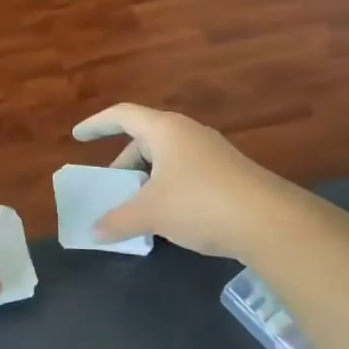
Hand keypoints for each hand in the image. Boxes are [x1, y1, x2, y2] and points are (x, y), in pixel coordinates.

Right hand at [72, 103, 282, 258]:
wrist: (271, 222)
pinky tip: (170, 216)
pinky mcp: (229, 173)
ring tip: (138, 206)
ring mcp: (212, 152)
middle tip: (111, 187)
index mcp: (165, 130)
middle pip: (145, 139)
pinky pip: (187, 172)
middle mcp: (188, 133)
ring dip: (147, 178)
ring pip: (167, 158)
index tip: (77, 136)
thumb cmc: (199, 203)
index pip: (122, 115)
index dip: (97, 124)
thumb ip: (118, 221)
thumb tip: (94, 232)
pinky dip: (169, 188)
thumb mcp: (151, 213)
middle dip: (124, 163)